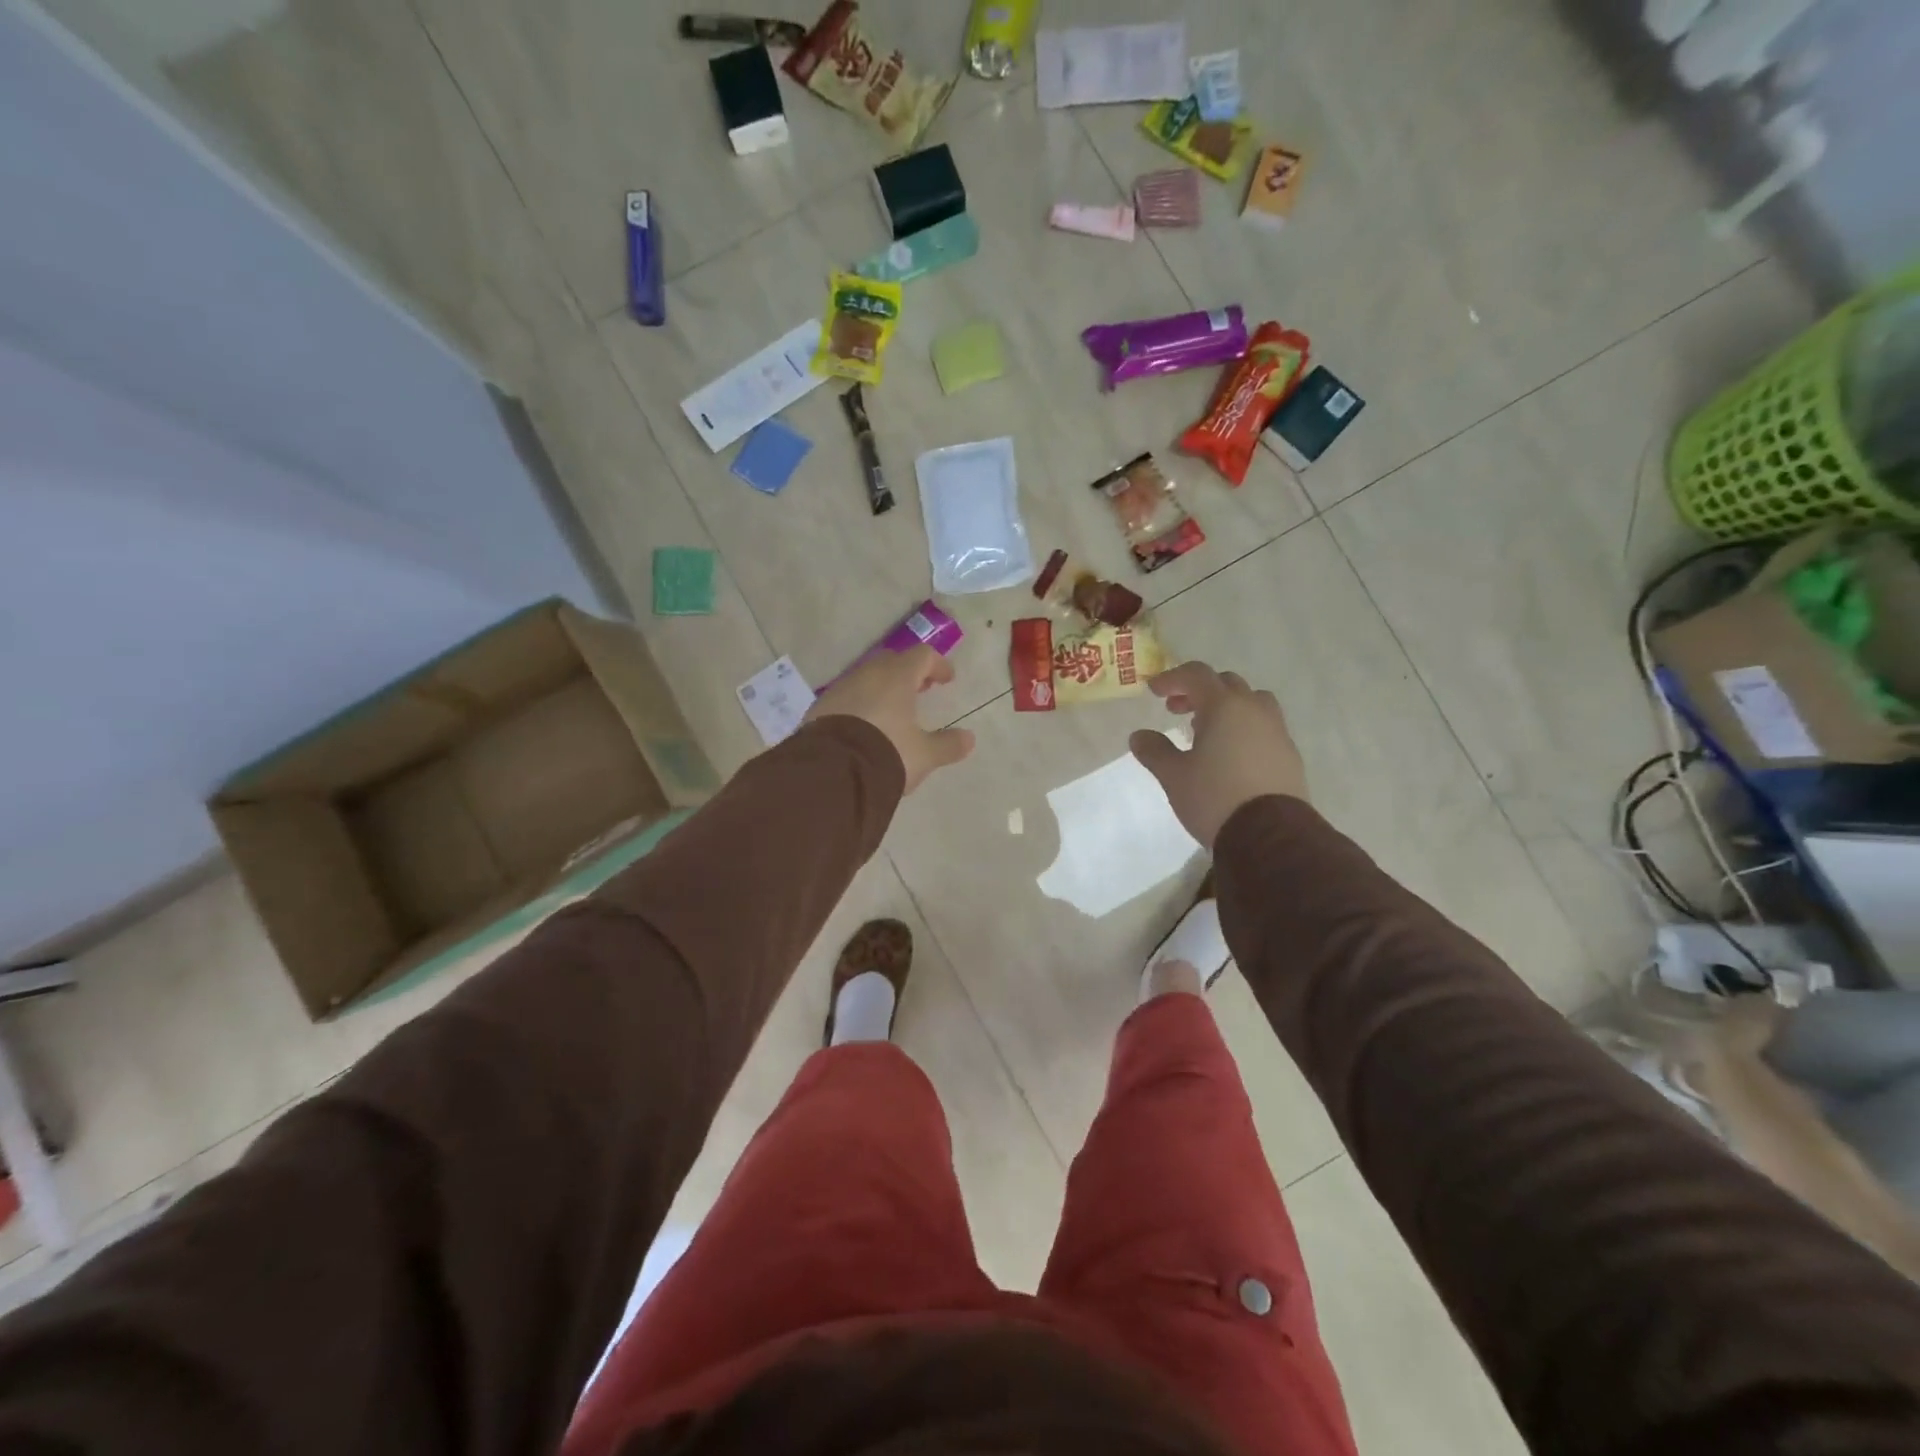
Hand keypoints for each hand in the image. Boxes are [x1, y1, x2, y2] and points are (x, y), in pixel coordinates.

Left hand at [806, 645, 974, 792]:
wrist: (831, 773)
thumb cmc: (886, 754)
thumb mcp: (923, 755)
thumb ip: (947, 745)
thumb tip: (969, 739)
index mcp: (897, 678)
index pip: (922, 656)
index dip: (937, 665)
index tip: (947, 679)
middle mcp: (867, 675)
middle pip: (892, 662)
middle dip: (908, 673)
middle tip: (920, 690)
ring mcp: (840, 689)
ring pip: (866, 678)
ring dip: (882, 688)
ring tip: (892, 711)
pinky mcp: (820, 708)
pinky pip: (846, 697)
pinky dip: (860, 703)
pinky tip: (863, 726)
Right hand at [1129, 661, 1306, 848]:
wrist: (1271, 836)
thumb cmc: (1215, 797)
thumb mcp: (1174, 776)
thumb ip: (1154, 751)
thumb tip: (1139, 736)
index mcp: (1225, 707)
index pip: (1197, 675)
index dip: (1172, 678)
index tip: (1154, 690)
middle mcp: (1255, 710)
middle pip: (1226, 684)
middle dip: (1199, 691)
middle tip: (1177, 709)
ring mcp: (1277, 731)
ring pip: (1251, 702)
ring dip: (1226, 707)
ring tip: (1207, 730)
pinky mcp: (1289, 755)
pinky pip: (1264, 727)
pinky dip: (1244, 727)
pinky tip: (1230, 754)